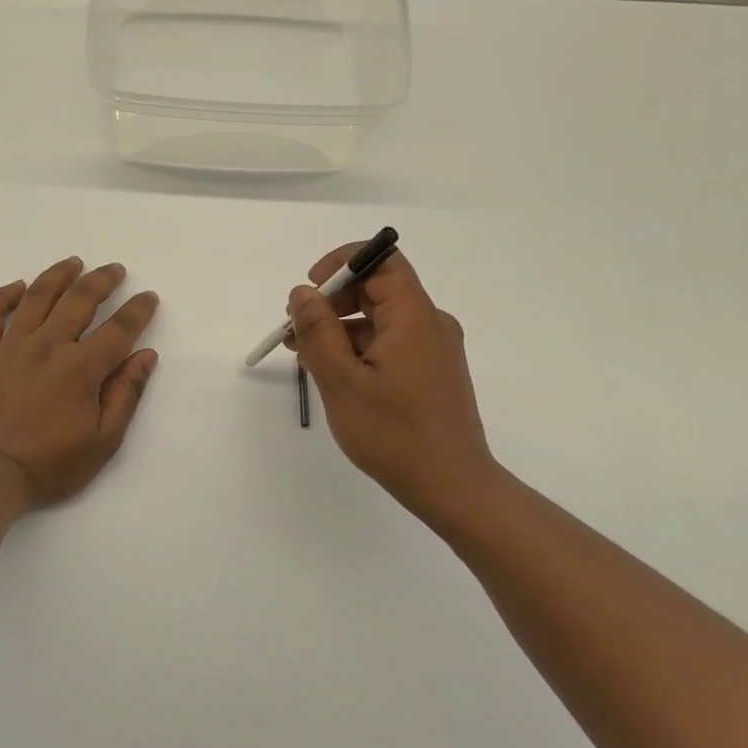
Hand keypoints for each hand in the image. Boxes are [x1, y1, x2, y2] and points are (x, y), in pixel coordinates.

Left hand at [0, 257, 159, 508]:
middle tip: (114, 269)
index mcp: (81, 368)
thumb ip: (125, 395)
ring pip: (37, 297)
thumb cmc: (50, 466)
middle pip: (79, 300)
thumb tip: (145, 356)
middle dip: (101, 280)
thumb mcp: (103, 442)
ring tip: (74, 263)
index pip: (118, 329)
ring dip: (58, 275)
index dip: (137, 310)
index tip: (148, 297)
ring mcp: (11, 346)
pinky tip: (18, 286)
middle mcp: (48, 346)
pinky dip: (3, 295)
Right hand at [287, 244, 502, 520]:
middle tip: (296, 331)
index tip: (309, 291)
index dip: (341, 264)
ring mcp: (433, 348)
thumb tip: (302, 292)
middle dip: (332, 301)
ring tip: (306, 357)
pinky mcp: (431, 370)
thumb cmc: (394, 433)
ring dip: (340, 328)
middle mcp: (429, 323)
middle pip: (377, 289)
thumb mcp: (342, 381)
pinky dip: (359, 348)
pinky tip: (334, 374)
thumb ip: (318, 331)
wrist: (452, 486)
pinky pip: (390, 342)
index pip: (381, 261)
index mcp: (413, 317)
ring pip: (380, 318)